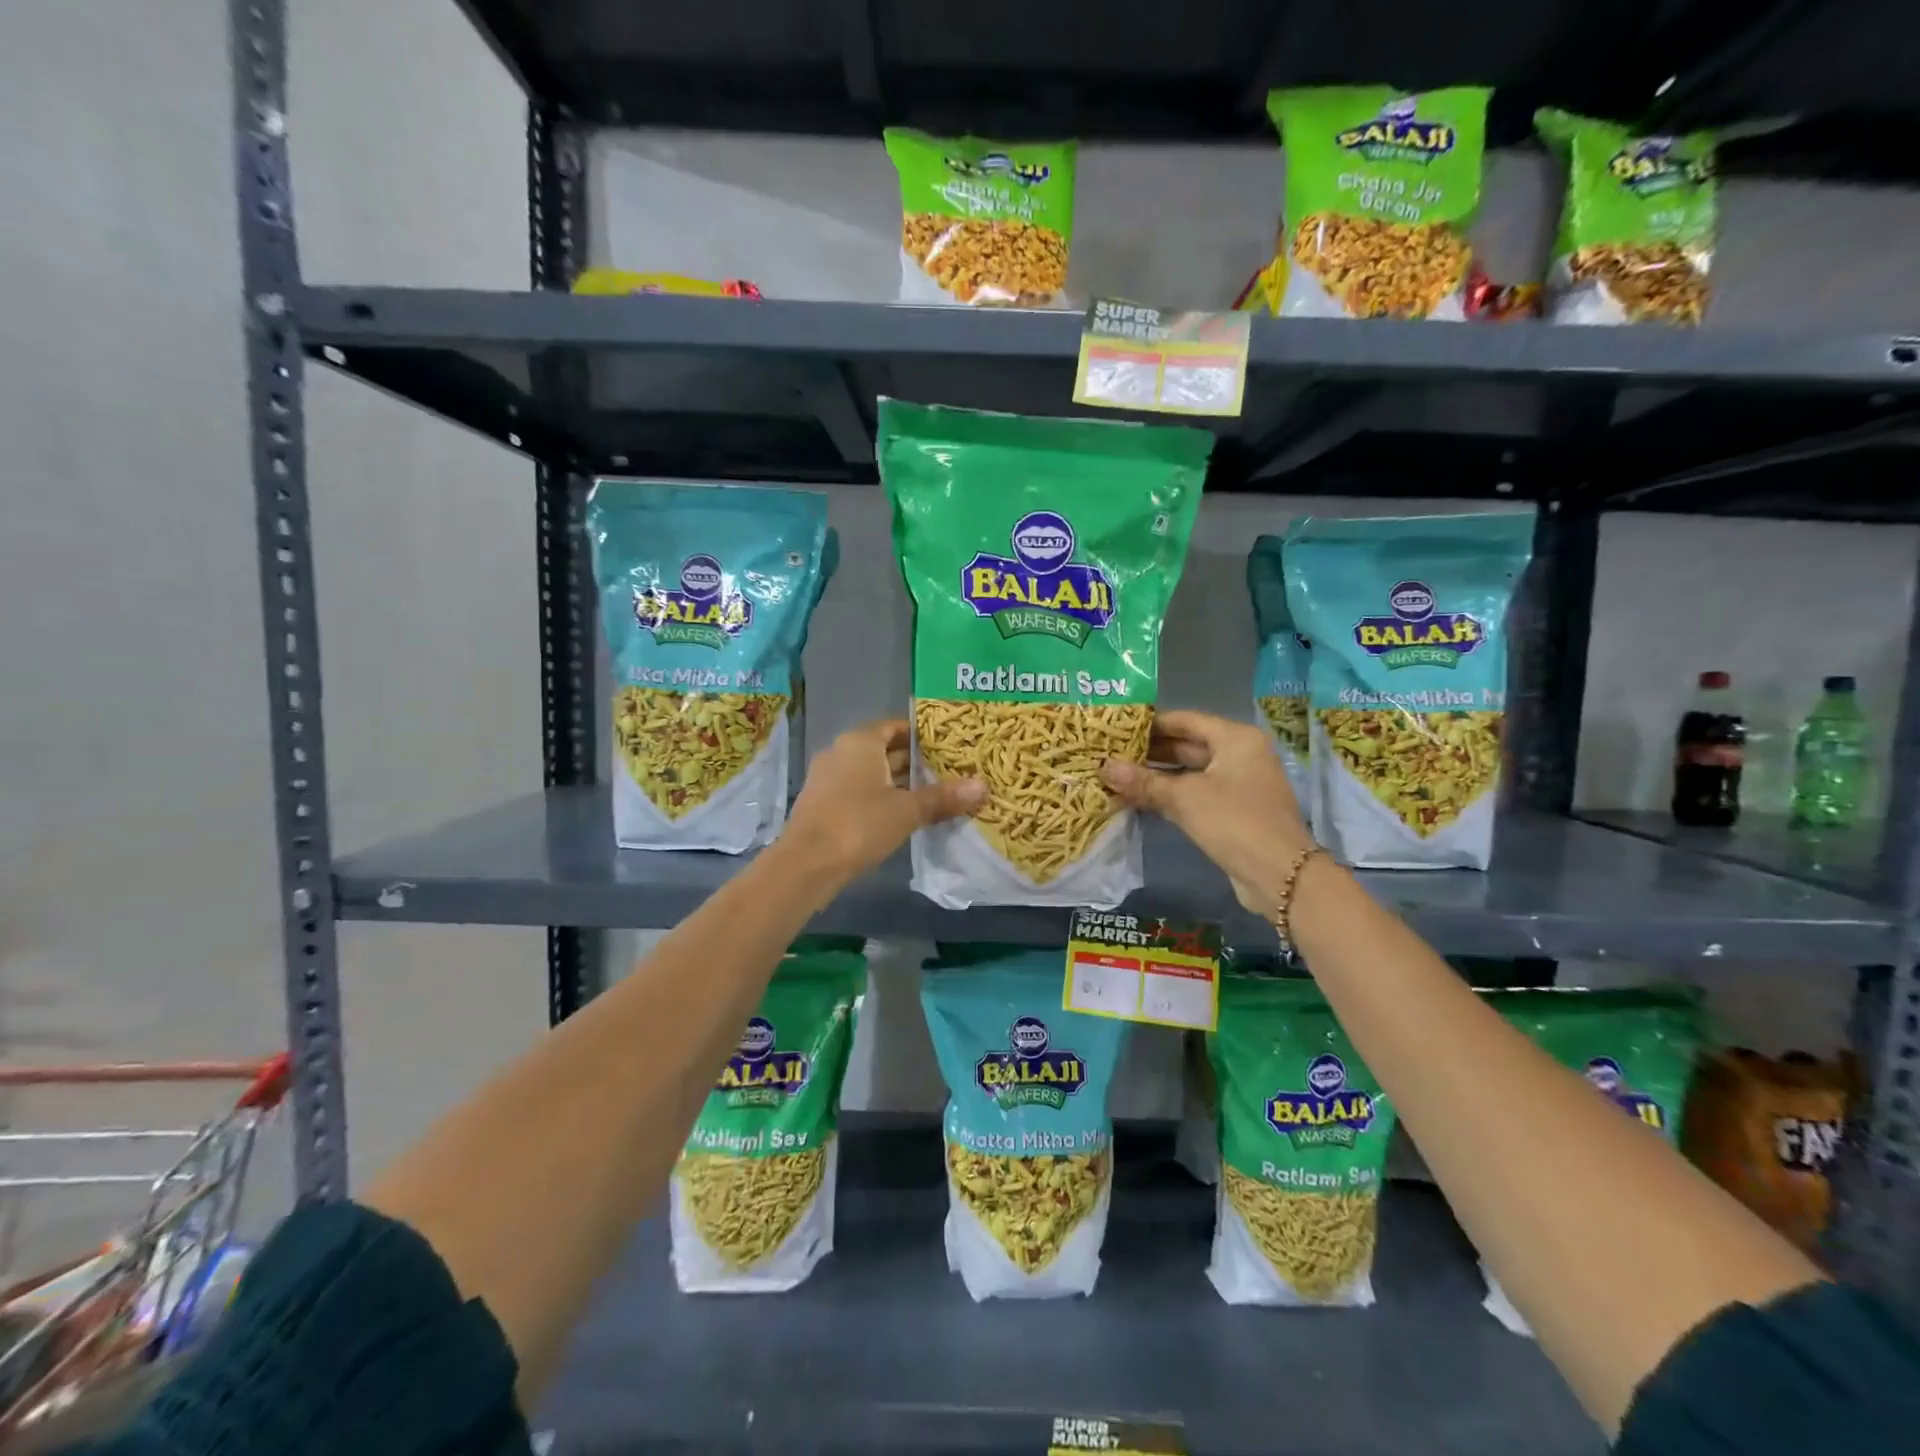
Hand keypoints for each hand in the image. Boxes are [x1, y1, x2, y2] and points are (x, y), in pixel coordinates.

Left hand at [781, 719, 985, 884]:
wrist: (806, 864)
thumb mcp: (908, 811)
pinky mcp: (821, 803)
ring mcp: (827, 778)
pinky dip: (879, 797)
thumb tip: (982, 787)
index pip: (895, 726)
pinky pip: (857, 790)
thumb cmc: (859, 824)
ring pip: (870, 772)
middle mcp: (840, 752)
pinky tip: (900, 815)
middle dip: (913, 761)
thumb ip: (943, 797)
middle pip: (883, 748)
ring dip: (896, 782)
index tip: (947, 746)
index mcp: (860, 742)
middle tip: (947, 771)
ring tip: (931, 794)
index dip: (921, 734)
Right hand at [1101, 710, 1315, 913]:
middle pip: (1187, 745)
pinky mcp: (1232, 811)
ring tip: (1116, 776)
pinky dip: (1169, 796)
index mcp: (1235, 738)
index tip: (1116, 727)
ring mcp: (1237, 784)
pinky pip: (1195, 794)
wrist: (1280, 874)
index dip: (1150, 723)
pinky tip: (1137, 800)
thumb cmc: (1233, 821)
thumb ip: (1143, 781)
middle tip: (1110, 753)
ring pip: (1188, 773)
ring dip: (1155, 776)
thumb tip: (1104, 767)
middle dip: (1148, 752)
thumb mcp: (1184, 797)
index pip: (1185, 720)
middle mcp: (1239, 755)